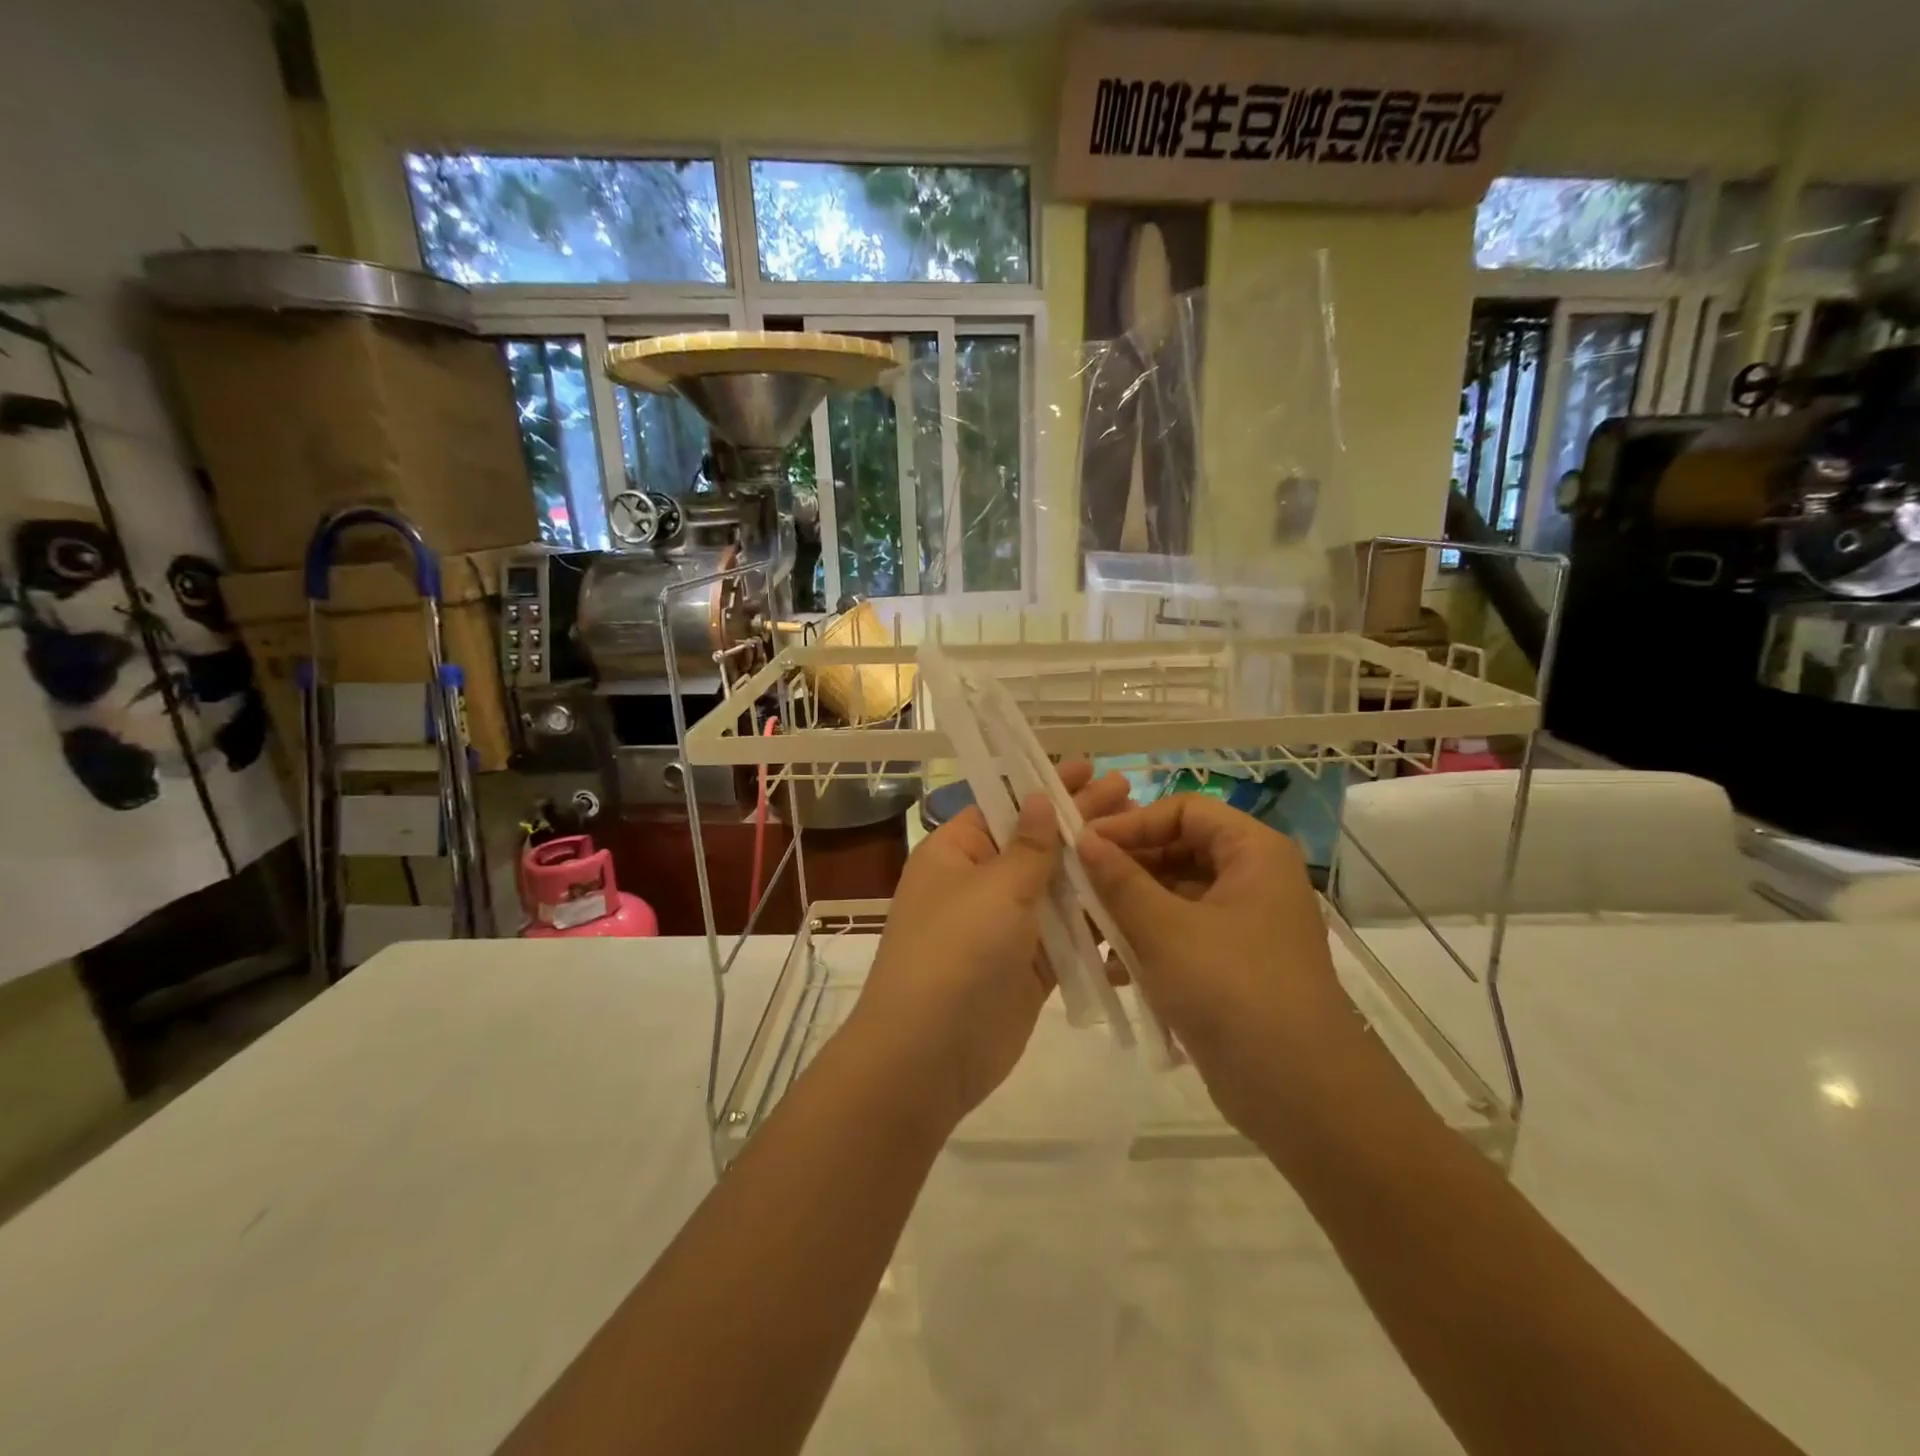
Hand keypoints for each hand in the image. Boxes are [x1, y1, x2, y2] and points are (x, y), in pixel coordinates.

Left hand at [846, 762, 1133, 1132]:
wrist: (928, 1054)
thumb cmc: (956, 952)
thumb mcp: (994, 888)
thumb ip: (1029, 847)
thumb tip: (1040, 798)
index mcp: (956, 853)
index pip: (1006, 806)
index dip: (1047, 786)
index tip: (1089, 767)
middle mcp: (978, 884)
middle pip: (1036, 844)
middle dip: (1079, 819)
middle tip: (1128, 790)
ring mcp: (1005, 928)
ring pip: (1056, 889)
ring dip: (1093, 868)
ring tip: (1141, 838)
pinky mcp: (1029, 968)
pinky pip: (1066, 935)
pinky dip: (1094, 920)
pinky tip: (1134, 898)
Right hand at [1077, 795, 1360, 1133]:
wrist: (1298, 1092)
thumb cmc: (1232, 988)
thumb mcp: (1164, 928)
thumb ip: (1119, 879)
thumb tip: (1083, 839)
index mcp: (1252, 852)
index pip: (1184, 809)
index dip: (1133, 822)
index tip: (1085, 845)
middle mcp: (1252, 878)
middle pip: (1178, 850)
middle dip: (1125, 868)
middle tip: (1076, 885)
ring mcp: (1242, 923)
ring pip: (1174, 895)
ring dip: (1129, 908)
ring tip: (1085, 927)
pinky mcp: (1230, 964)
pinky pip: (1180, 934)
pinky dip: (1147, 942)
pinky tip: (1109, 967)